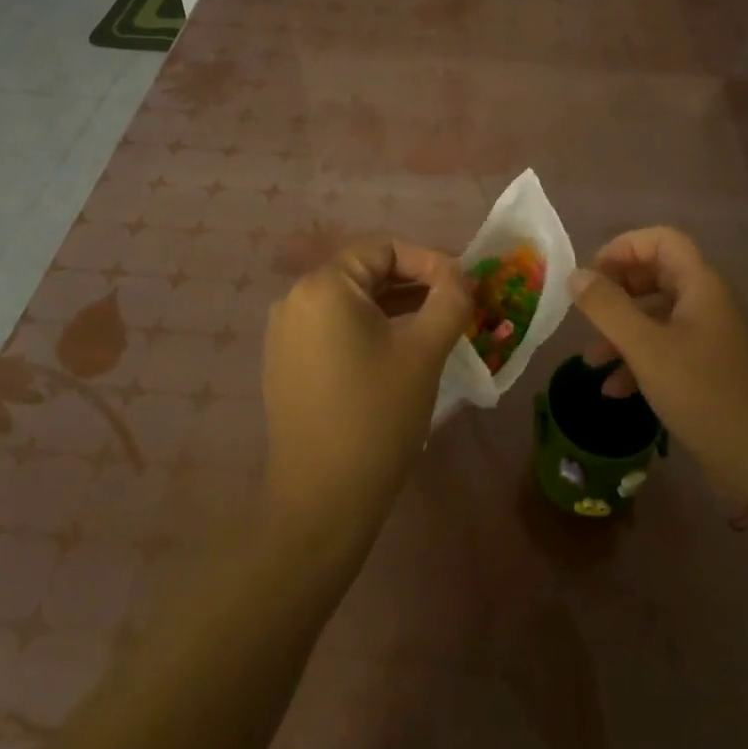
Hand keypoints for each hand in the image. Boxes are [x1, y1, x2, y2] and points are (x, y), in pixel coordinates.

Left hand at [261, 238, 471, 552]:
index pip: (384, 248)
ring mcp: (284, 332)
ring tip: (434, 327)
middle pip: (365, 271)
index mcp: (324, 286)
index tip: (462, 288)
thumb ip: (450, 299)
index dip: (429, 261)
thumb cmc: (377, 416)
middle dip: (414, 283)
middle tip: (455, 306)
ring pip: (350, 301)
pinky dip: (368, 328)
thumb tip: (461, 275)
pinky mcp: (285, 362)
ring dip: (394, 306)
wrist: (321, 500)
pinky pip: (333, 327)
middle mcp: (294, 298)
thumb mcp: (424, 351)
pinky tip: (396, 352)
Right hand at [571, 227, 747, 509]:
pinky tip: (614, 390)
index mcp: (701, 285)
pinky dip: (637, 361)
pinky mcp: (708, 371)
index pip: (662, 240)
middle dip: (617, 291)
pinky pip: (666, 350)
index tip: (591, 274)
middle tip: (585, 312)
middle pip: (656, 275)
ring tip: (590, 360)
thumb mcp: (646, 348)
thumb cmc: (703, 394)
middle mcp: (707, 303)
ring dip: (621, 331)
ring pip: (657, 317)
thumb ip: (607, 308)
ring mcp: (710, 338)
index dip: (624, 247)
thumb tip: (575, 275)